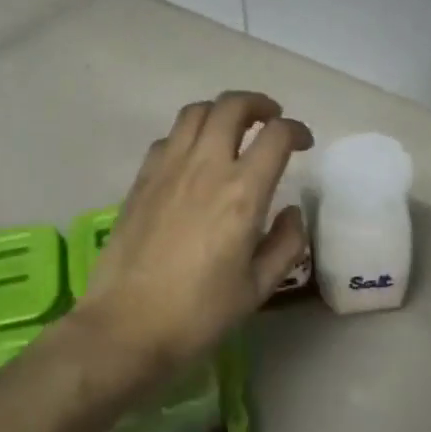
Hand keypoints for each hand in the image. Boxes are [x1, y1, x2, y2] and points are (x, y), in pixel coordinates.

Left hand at [73, 91, 311, 389]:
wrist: (127, 326)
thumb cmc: (199, 314)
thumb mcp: (258, 287)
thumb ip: (286, 244)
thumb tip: (291, 212)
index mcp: (242, 192)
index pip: (276, 136)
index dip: (296, 130)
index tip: (303, 142)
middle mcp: (205, 167)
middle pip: (232, 106)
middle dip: (258, 104)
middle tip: (270, 119)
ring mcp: (168, 169)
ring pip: (195, 112)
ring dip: (221, 111)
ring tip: (232, 129)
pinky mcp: (141, 180)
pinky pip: (168, 138)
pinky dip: (188, 135)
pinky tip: (193, 157)